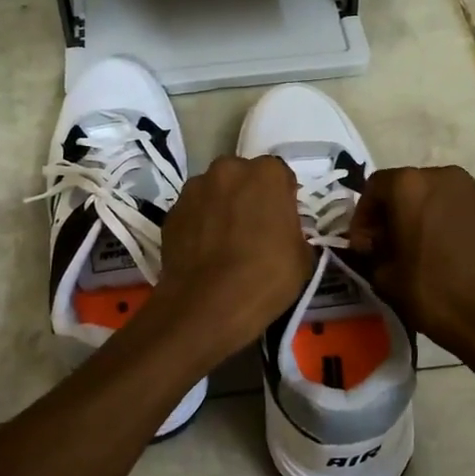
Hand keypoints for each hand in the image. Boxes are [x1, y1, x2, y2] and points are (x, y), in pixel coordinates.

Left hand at [151, 155, 313, 360]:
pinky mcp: (171, 211)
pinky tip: (204, 252)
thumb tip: (283, 232)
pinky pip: (193, 212)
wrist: (206, 305)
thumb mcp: (302, 257)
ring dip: (221, 207)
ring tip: (224, 242)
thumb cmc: (264, 277)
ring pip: (214, 192)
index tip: (282, 222)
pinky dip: (199, 224)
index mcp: (267, 173)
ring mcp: (194, 189)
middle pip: (243, 177)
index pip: (280, 177)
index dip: (282, 199)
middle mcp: (228, 170)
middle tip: (253, 230)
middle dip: (248, 196)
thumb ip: (294, 231)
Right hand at [349, 165, 474, 367]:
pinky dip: (451, 224)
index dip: (363, 217)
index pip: (374, 188)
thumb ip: (373, 253)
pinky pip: (464, 210)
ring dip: (424, 217)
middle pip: (408, 188)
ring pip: (438, 197)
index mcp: (410, 186)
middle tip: (389, 247)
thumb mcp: (387, 278)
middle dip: (394, 214)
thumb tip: (376, 246)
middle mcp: (444, 177)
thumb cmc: (436, 293)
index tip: (363, 246)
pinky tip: (452, 256)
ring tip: (422, 251)